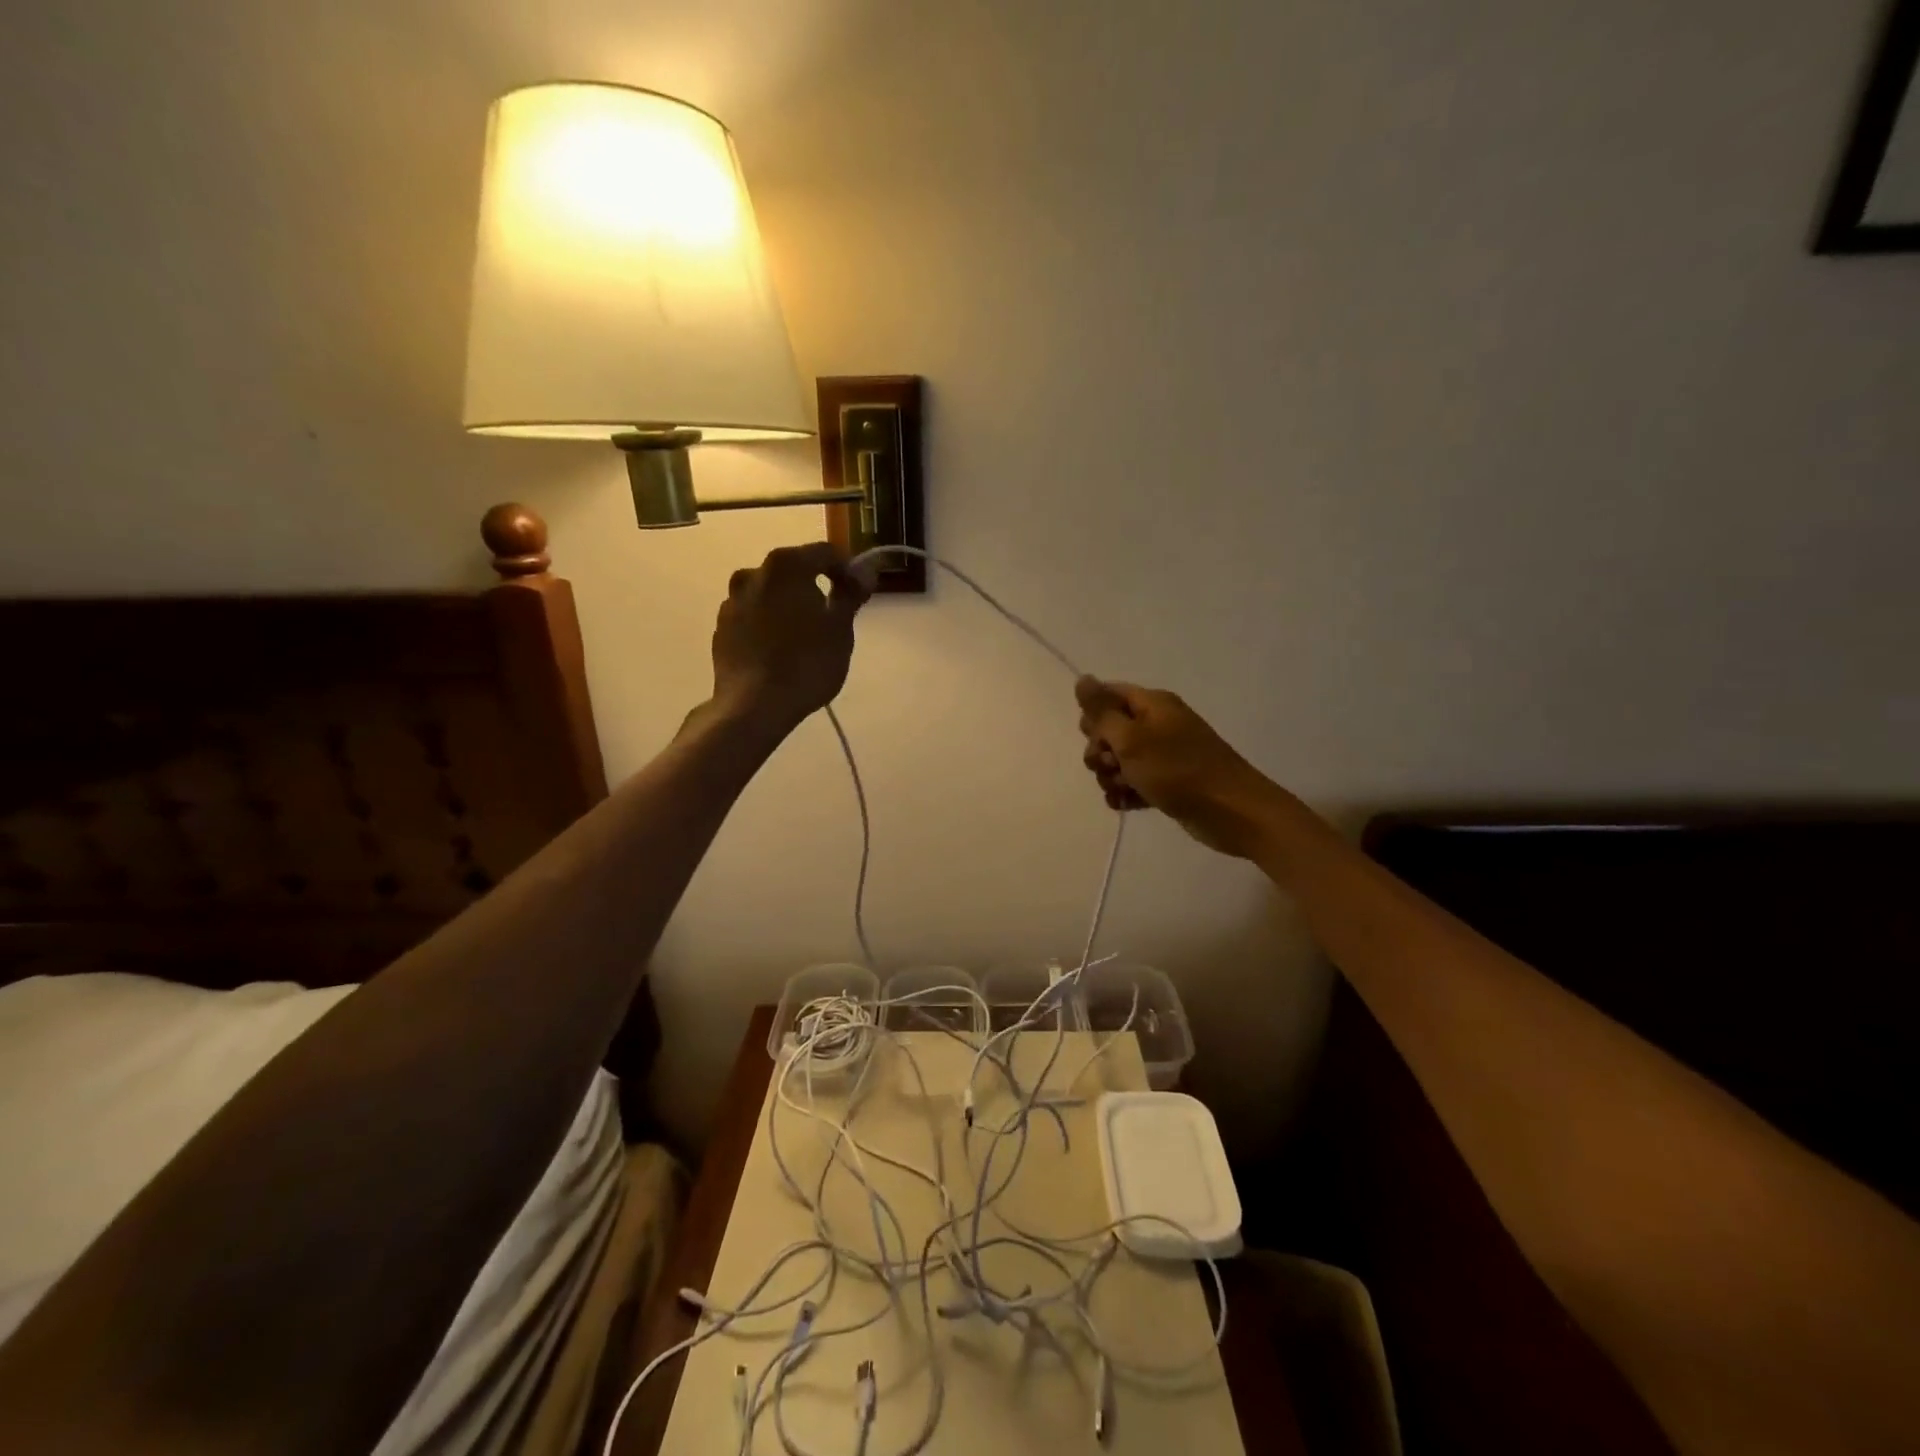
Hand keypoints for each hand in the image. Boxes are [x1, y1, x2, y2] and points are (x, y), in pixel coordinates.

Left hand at [708, 543, 867, 735]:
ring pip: (770, 594)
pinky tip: (781, 651)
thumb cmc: (807, 663)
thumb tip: (864, 572)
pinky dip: (769, 624)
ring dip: (789, 605)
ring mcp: (732, 601)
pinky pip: (753, 617)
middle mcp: (753, 573)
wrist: (755, 705)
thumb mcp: (840, 629)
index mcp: (786, 566)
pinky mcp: (721, 628)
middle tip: (833, 616)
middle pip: (794, 571)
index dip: (847, 569)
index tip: (859, 593)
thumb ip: (851, 594)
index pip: (825, 553)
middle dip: (815, 587)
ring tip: (805, 637)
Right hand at [1075, 677, 1281, 857]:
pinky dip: (1126, 793)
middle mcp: (1157, 724)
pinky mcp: (1167, 782)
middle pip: (1109, 731)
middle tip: (1112, 766)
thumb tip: (1082, 678)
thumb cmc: (1177, 770)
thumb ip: (1102, 711)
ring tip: (1124, 790)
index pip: (1108, 695)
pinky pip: (1134, 783)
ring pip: (1119, 761)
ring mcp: (1163, 755)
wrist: (1230, 811)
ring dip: (1111, 777)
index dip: (1093, 716)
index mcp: (1151, 704)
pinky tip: (1127, 805)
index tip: (1095, 737)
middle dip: (1101, 752)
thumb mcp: (1131, 738)